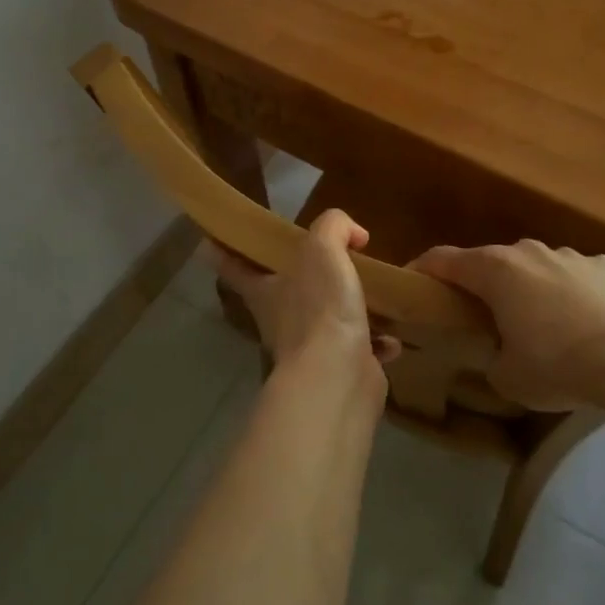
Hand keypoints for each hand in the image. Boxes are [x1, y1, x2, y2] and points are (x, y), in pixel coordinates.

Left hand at [211, 209, 399, 401]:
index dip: (224, 250)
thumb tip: (353, 234)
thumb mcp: (323, 249)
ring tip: (371, 294)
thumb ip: (333, 227)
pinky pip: (359, 348)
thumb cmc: (320, 308)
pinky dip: (376, 342)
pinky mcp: (340, 368)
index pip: (234, 265)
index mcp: (265, 290)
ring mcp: (310, 348)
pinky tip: (390, 336)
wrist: (338, 377)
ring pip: (325, 321)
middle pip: (284, 292)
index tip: (213, 239)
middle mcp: (281, 319)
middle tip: (329, 259)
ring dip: (347, 310)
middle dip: (303, 278)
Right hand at [409, 239, 604, 409]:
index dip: (423, 270)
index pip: (443, 259)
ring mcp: (570, 255)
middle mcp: (528, 252)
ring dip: (531, 290)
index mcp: (495, 271)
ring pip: (537, 267)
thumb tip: (498, 351)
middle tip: (483, 318)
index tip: (413, 284)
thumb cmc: (558, 364)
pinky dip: (573, 295)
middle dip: (483, 286)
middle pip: (492, 262)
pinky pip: (577, 277)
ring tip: (544, 327)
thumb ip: (491, 357)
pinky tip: (587, 324)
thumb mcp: (507, 377)